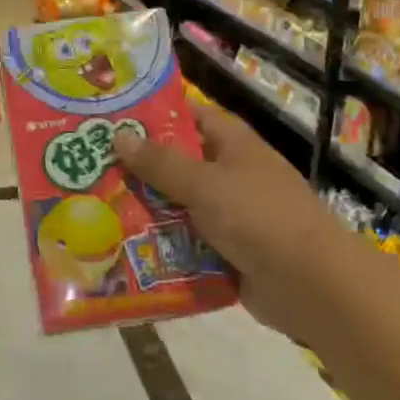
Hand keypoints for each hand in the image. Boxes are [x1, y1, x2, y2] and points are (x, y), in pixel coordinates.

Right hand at [114, 102, 331, 328]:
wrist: (311, 285)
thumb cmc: (257, 216)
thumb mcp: (203, 183)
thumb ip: (160, 162)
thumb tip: (120, 136)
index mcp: (232, 144)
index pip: (188, 115)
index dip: (153, 115)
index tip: (111, 119)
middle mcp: (231, 173)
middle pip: (177, 163)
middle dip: (138, 168)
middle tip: (88, 168)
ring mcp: (230, 213)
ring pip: (178, 204)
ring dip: (146, 210)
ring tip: (95, 209)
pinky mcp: (227, 250)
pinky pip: (186, 240)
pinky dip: (163, 244)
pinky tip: (124, 246)